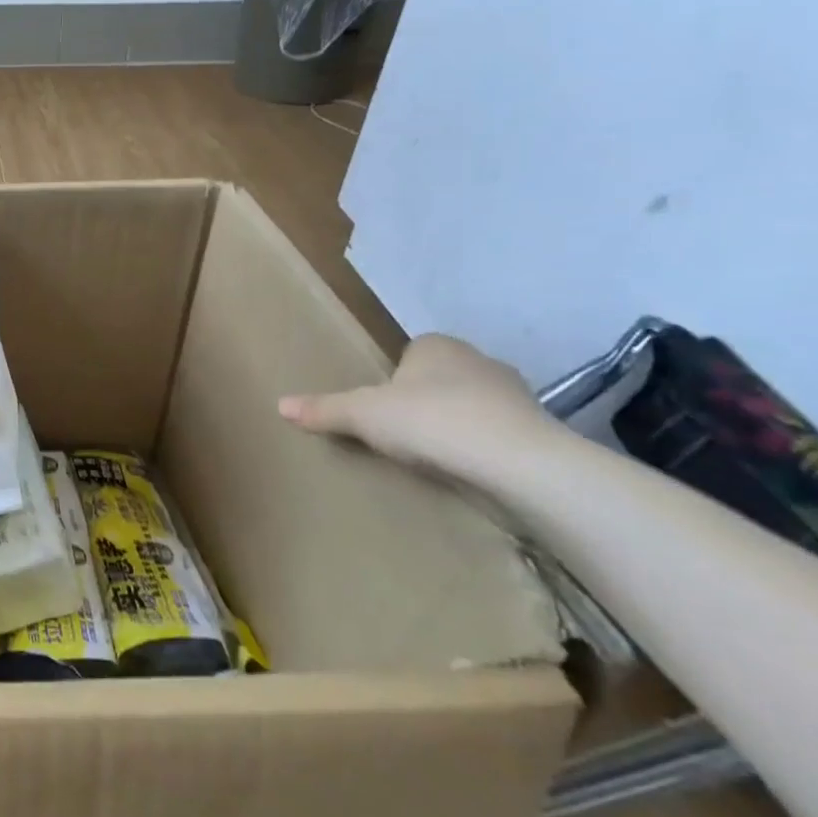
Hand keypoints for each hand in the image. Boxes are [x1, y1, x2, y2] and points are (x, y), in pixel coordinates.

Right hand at [278, 334, 558, 478]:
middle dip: (424, 400)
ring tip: (432, 456)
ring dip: (456, 425)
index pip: (410, 352)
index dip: (393, 377)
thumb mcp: (362, 415)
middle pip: (441, 378)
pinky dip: (482, 449)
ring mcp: (515, 395)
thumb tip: (280, 405)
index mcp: (436, 346)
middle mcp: (478, 360)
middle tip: (400, 432)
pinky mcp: (537, 431)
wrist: (517, 463)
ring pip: (472, 405)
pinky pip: (497, 434)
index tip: (380, 406)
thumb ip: (323, 409)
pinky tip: (466, 470)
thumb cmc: (430, 421)